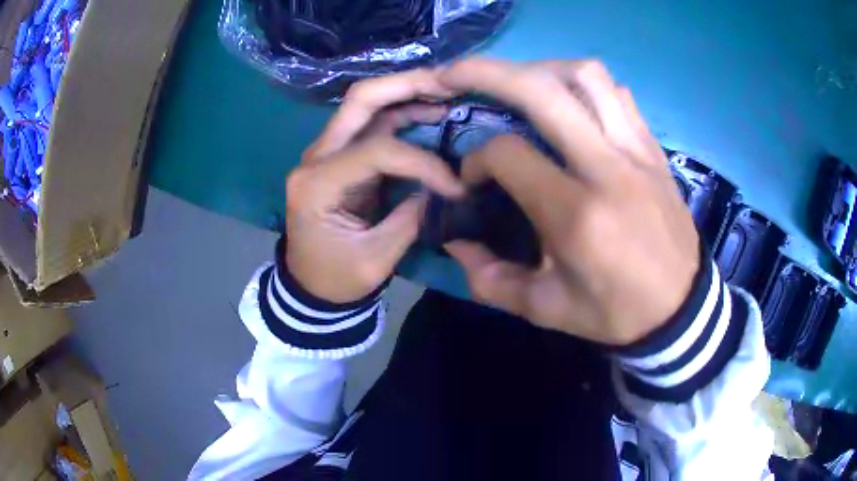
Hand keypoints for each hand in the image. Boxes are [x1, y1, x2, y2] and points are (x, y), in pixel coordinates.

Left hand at [286, 70, 464, 302]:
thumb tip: (444, 187)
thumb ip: (410, 217)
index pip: (376, 151)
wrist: (310, 284)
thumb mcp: (376, 258)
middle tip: (450, 84)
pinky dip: (403, 113)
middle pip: (359, 101)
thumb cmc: (336, 278)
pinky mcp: (340, 157)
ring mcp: (326, 153)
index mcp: (317, 185)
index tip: (455, 187)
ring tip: (447, 94)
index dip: (423, 162)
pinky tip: (431, 112)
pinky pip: (372, 124)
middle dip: (406, 86)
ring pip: (365, 105)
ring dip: (407, 94)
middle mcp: (316, 158)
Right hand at [441, 59, 699, 345]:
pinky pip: (617, 94)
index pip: (509, 155)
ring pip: (586, 77)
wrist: (680, 307)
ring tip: (518, 82)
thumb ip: (490, 278)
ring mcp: (636, 152)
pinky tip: (570, 101)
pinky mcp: (653, 149)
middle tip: (455, 74)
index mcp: (577, 216)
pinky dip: (584, 85)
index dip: (477, 161)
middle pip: (543, 91)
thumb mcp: (546, 309)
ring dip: (541, 68)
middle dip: (487, 73)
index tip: (473, 181)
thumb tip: (454, 241)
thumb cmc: (615, 311)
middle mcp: (607, 169)